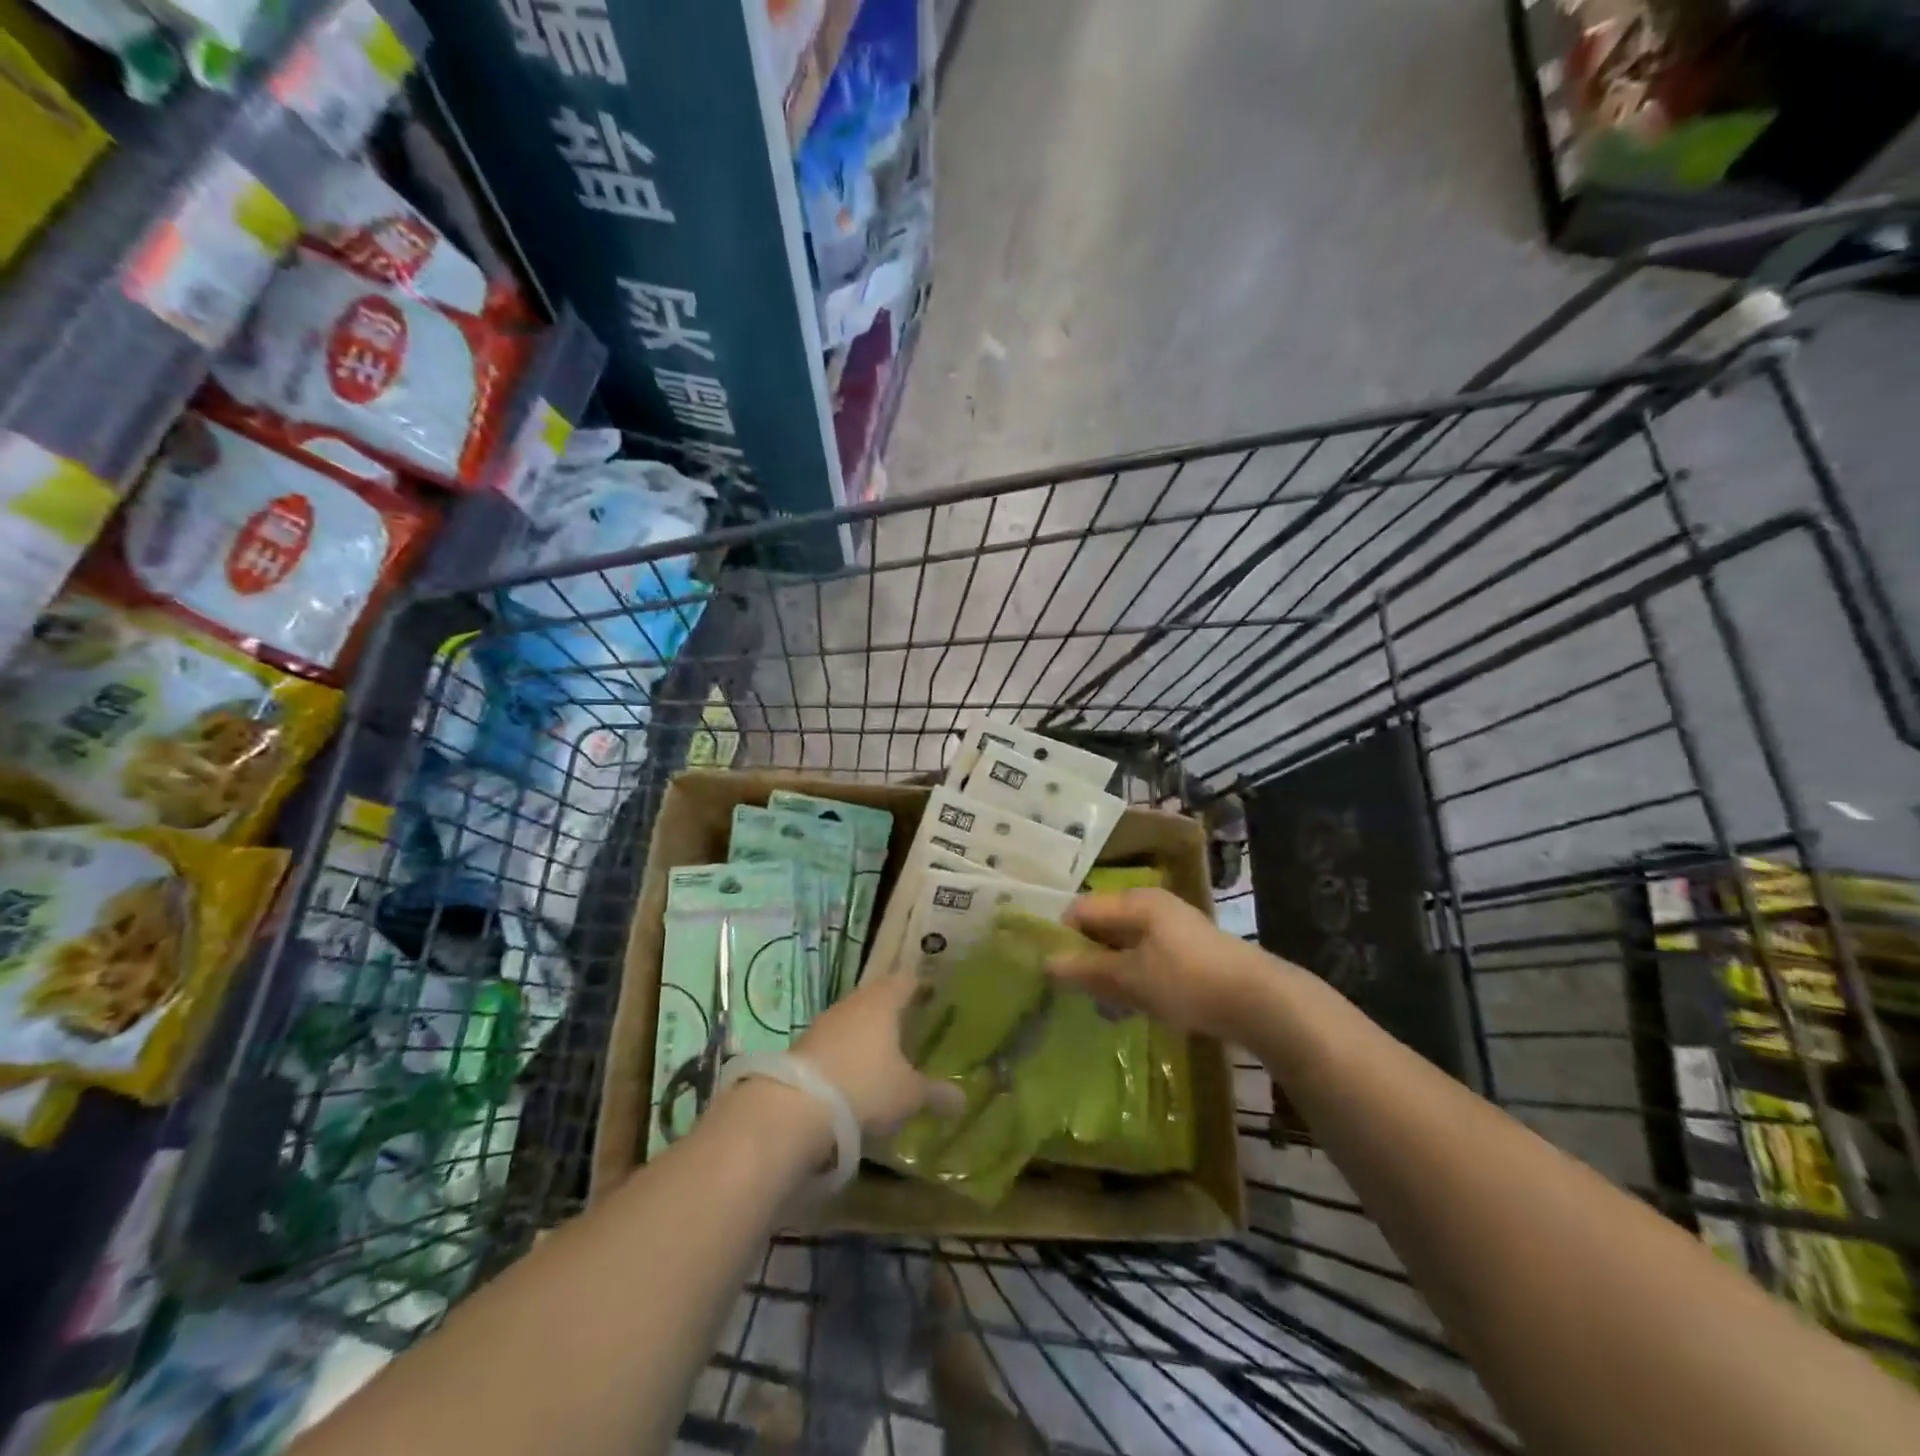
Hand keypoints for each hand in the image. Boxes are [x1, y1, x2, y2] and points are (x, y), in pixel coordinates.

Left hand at [793, 971, 966, 1136]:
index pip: (906, 980)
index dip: (921, 986)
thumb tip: (963, 1100)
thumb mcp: (909, 1095)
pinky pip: (834, 1042)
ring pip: (854, 1019)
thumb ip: (936, 1093)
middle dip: (894, 1010)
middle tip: (912, 1024)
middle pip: (878, 997)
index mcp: (883, 1001)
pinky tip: (854, 1074)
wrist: (796, 1107)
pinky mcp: (804, 1047)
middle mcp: (853, 1003)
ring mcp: (824, 1023)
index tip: (934, 995)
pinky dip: (847, 1052)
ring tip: (885, 1052)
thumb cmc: (866, 1087)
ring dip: (868, 1032)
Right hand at [1049, 888, 1259, 1037]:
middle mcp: (1150, 906)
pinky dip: (1134, 978)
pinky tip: (1135, 1007)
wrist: (1258, 1000)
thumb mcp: (1130, 978)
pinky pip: (1145, 959)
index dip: (1062, 937)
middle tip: (1079, 992)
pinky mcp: (1186, 952)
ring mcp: (1171, 928)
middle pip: (1102, 926)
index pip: (1081, 909)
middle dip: (1087, 958)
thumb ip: (1087, 970)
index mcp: (1134, 901)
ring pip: (1124, 946)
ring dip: (1110, 973)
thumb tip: (1047, 964)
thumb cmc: (1186, 981)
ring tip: (1107, 1006)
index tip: (1053, 971)